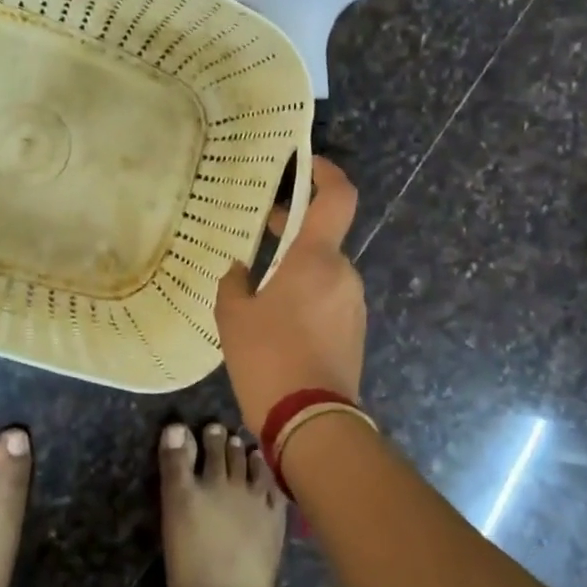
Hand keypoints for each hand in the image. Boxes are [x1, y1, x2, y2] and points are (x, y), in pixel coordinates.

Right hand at [215, 156, 365, 427]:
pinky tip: (276, 320)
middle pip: (323, 236)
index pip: (338, 196)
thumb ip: (234, 282)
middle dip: (293, 230)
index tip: (306, 163)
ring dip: (296, 268)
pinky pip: (328, 297)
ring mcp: (352, 304)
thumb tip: (241, 269)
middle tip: (260, 231)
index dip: (326, 171)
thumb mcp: (233, 316)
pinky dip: (306, 295)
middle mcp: (342, 274)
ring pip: (323, 270)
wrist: (312, 423)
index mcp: (316, 258)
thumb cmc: (268, 358)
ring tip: (258, 289)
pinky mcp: (354, 331)